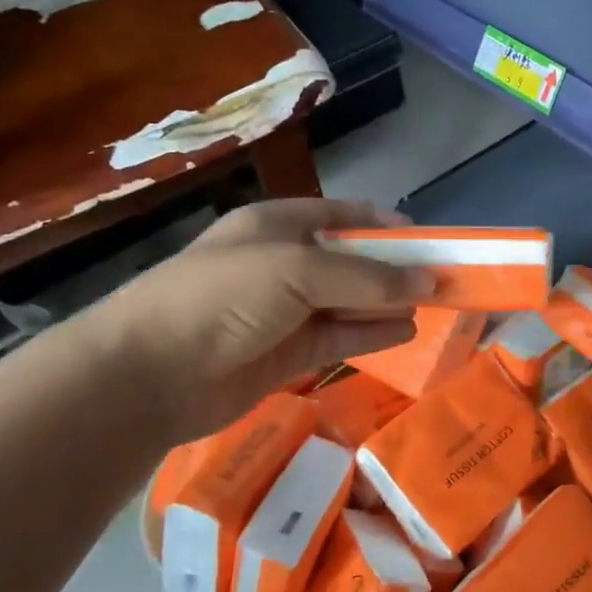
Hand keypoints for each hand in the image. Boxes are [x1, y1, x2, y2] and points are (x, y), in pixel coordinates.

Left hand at [86, 198, 431, 443]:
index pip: (342, 216)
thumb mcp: (297, 271)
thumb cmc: (221, 297)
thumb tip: (429, 282)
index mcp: (278, 225)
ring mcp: (285, 311)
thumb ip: (367, 277)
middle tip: (443, 279)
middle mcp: (284, 264)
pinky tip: (406, 332)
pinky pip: (340, 337)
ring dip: (389, 302)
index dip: (384, 225)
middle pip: (351, 260)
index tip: (428, 241)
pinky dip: (373, 333)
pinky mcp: (288, 353)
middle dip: (395, 268)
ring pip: (350, 301)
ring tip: (435, 307)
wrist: (148, 375)